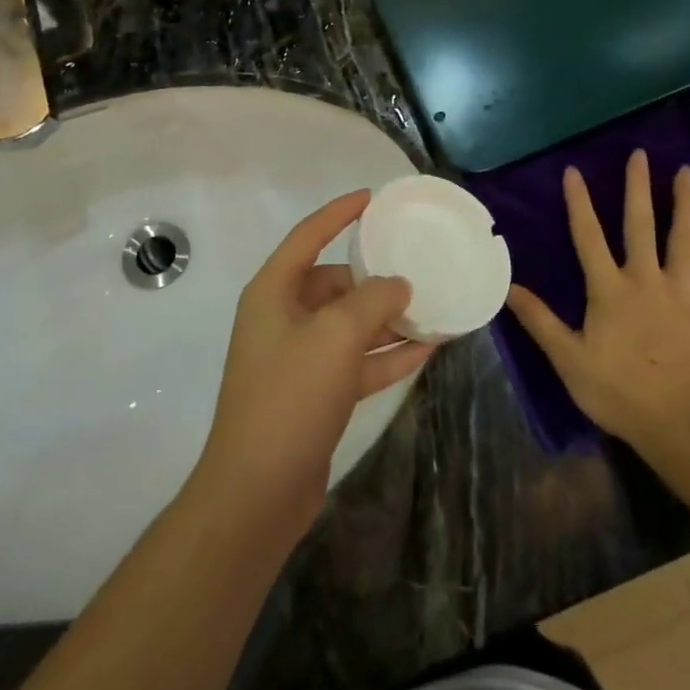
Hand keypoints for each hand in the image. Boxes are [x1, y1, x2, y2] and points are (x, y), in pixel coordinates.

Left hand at [197, 190, 433, 526]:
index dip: (339, 213)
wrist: (258, 491)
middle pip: (334, 283)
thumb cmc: (290, 396)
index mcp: (274, 292)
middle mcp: (284, 318)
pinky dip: (387, 354)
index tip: (372, 198)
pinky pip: (357, 361)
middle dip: (373, 276)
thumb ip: (372, 300)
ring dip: (387, 318)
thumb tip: (397, 285)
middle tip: (416, 266)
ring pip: (350, 324)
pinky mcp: (316, 393)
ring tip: (431, 306)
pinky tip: (427, 348)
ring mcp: (300, 358)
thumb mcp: (336, 335)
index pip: (308, 236)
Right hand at [505, 151, 689, 447]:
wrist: (680, 422)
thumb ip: (539, 320)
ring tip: (686, 172)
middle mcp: (646, 279)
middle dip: (638, 188)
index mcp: (609, 289)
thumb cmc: (618, 391)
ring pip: (685, 240)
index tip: (574, 171)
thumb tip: (508, 287)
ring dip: (685, 204)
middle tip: (640, 154)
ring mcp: (683, 293)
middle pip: (641, 225)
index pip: (588, 237)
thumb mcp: (567, 358)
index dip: (579, 203)